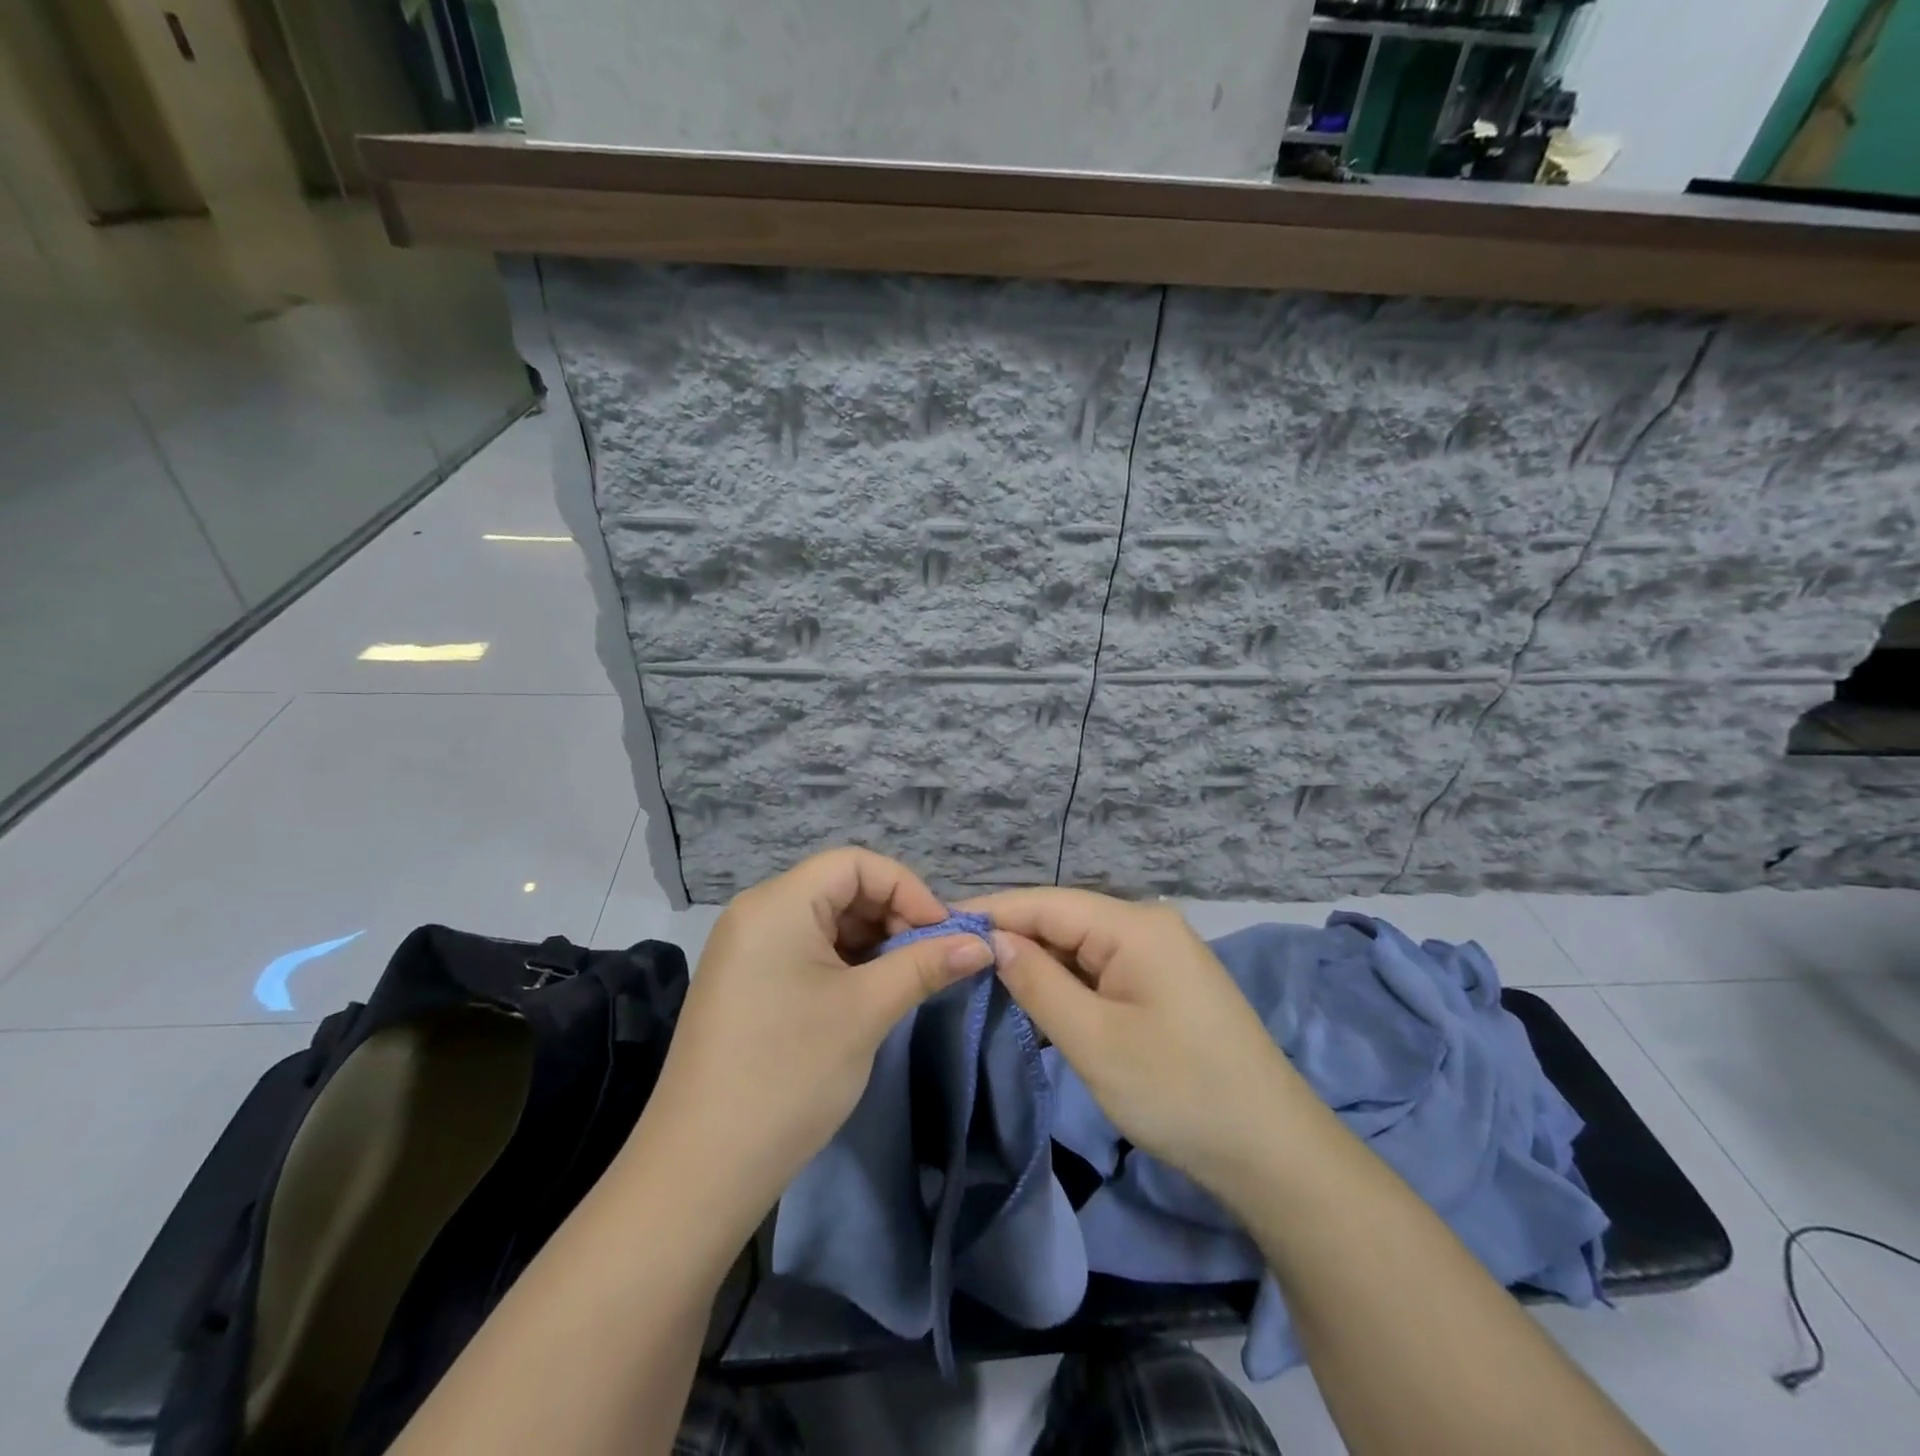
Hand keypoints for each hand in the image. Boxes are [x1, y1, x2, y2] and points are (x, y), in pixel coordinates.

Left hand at [635, 849, 993, 1231]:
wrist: (702, 1169)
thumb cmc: (790, 1073)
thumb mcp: (867, 1011)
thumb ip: (927, 965)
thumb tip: (982, 943)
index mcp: (777, 903)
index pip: (855, 864)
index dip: (907, 888)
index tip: (943, 933)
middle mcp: (756, 912)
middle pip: (840, 887)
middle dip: (892, 916)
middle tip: (929, 960)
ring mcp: (745, 948)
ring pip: (825, 921)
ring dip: (871, 942)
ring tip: (903, 980)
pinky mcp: (744, 982)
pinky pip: (804, 950)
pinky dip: (843, 962)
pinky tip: (866, 995)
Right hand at [965, 889, 1302, 1199]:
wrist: (1271, 1151)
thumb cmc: (1178, 1091)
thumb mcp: (1094, 1040)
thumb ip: (1038, 982)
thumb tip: (994, 940)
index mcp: (1134, 925)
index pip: (1046, 903)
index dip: (991, 913)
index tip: (938, 925)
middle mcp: (1148, 924)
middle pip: (1064, 920)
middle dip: (1012, 937)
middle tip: (953, 958)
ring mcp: (1161, 953)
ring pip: (1082, 945)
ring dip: (1039, 963)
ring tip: (984, 976)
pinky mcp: (1165, 982)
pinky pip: (1103, 968)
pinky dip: (1068, 982)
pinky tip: (1039, 999)